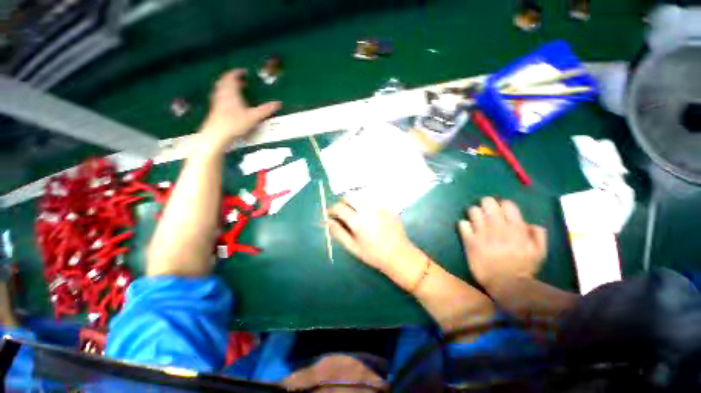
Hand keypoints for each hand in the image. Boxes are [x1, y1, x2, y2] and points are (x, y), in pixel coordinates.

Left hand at [199, 69, 281, 151]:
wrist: (218, 133)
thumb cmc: (235, 123)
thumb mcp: (254, 116)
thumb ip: (266, 109)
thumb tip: (278, 103)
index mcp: (231, 92)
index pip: (232, 76)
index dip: (237, 72)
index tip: (243, 71)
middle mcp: (222, 94)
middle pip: (225, 81)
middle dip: (232, 79)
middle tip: (241, 81)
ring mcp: (217, 101)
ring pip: (221, 89)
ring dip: (228, 87)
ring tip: (236, 90)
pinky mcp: (215, 109)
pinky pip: (220, 97)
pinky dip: (225, 95)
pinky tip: (231, 103)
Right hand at [328, 201, 423, 284]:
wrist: (399, 254)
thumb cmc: (373, 254)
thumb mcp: (353, 247)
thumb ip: (338, 232)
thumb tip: (327, 222)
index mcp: (357, 221)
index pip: (339, 207)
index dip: (331, 209)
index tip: (330, 214)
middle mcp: (367, 210)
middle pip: (350, 196)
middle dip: (342, 202)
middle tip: (342, 212)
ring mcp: (379, 206)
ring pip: (361, 195)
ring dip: (353, 200)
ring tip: (354, 211)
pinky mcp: (387, 206)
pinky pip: (372, 198)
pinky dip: (365, 202)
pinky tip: (367, 211)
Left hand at [458, 197, 546, 289]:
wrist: (505, 284)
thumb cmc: (523, 269)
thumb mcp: (539, 252)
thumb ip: (538, 235)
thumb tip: (529, 223)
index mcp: (516, 228)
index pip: (506, 204)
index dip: (502, 204)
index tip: (500, 209)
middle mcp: (498, 227)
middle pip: (487, 202)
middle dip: (485, 204)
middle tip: (485, 211)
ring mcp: (482, 233)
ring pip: (473, 210)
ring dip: (473, 213)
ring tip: (475, 220)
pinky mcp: (469, 241)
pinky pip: (462, 224)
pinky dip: (464, 225)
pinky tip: (467, 230)